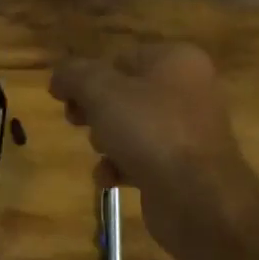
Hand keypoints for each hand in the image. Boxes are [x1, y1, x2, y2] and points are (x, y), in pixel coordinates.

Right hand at [50, 44, 251, 259]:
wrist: (199, 200)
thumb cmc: (151, 131)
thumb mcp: (101, 91)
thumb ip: (75, 75)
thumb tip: (59, 76)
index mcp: (177, 61)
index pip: (121, 59)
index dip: (88, 77)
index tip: (63, 97)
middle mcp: (188, 90)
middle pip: (125, 93)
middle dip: (96, 110)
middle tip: (76, 121)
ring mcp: (189, 131)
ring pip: (132, 127)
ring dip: (107, 140)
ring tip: (102, 151)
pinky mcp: (184, 168)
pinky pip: (143, 158)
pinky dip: (122, 166)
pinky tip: (109, 178)